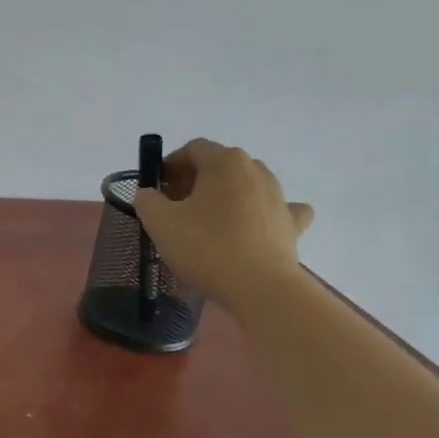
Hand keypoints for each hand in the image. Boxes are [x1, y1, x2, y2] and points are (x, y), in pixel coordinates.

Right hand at [133, 138, 314, 298]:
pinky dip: (262, 214)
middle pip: (219, 166)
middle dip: (195, 181)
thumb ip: (147, 200)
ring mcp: (279, 196)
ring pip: (246, 186)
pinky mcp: (292, 224)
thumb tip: (150, 194)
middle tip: (175, 208)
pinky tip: (253, 228)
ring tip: (207, 224)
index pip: (192, 149)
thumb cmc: (205, 247)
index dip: (170, 165)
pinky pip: (276, 209)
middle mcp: (256, 170)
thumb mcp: (159, 222)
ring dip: (225, 197)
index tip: (156, 190)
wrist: (259, 288)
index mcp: (225, 161)